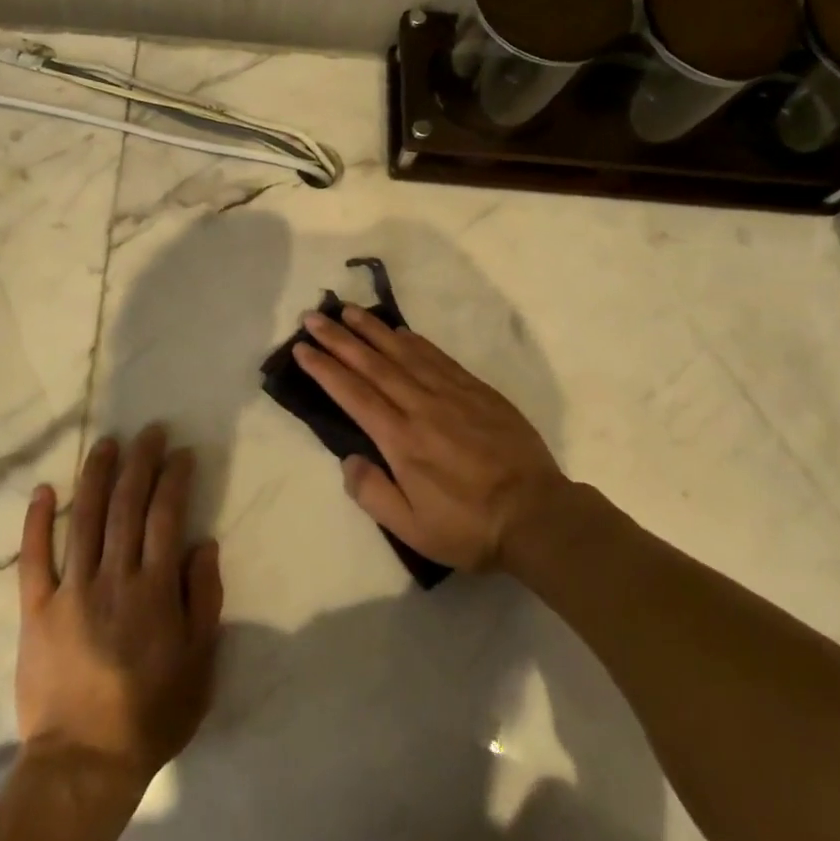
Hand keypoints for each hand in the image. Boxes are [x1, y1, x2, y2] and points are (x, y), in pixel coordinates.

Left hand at [16, 426, 222, 787]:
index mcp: (155, 590)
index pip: (167, 516)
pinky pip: (34, 558)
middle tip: (149, 431)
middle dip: (140, 462)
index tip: (181, 452)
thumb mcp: (199, 664)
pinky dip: (37, 522)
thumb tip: (203, 543)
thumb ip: (204, 600)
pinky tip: (44, 489)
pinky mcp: (36, 609)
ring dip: (97, 476)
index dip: (175, 479)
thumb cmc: (151, 715)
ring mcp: (71, 590)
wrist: (83, 763)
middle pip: (127, 506)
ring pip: (85, 519)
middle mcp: (114, 578)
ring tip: (107, 443)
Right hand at [293, 305, 567, 571]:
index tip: (302, 348)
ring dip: (373, 330)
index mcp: (401, 440)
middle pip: (372, 364)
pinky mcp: (477, 391)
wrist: (537, 515)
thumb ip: (373, 493)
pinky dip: (413, 340)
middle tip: (314, 316)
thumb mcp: (413, 529)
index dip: (325, 368)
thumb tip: (349, 459)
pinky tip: (399, 331)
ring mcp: (451, 394)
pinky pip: (437, 357)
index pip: (353, 394)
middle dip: (339, 338)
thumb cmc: (469, 527)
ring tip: (348, 311)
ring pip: (403, 352)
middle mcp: (421, 406)